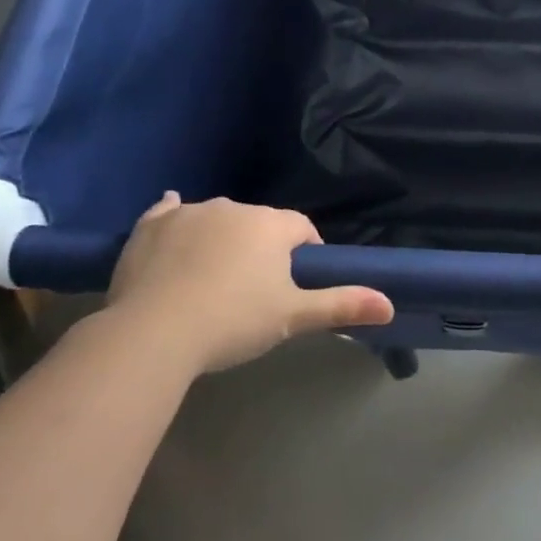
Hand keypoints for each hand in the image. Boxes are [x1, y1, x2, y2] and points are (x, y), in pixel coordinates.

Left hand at [106, 193, 393, 373]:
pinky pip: (168, 212)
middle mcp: (233, 208)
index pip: (302, 229)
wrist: (153, 333)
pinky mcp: (150, 226)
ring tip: (213, 279)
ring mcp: (188, 213)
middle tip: (254, 290)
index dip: (305, 252)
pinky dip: (175, 218)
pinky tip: (173, 222)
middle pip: (259, 223)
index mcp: (271, 225)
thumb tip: (390, 304)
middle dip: (262, 248)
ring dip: (222, 238)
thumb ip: (341, 305)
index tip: (297, 283)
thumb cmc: (232, 322)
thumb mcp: (292, 317)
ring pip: (217, 219)